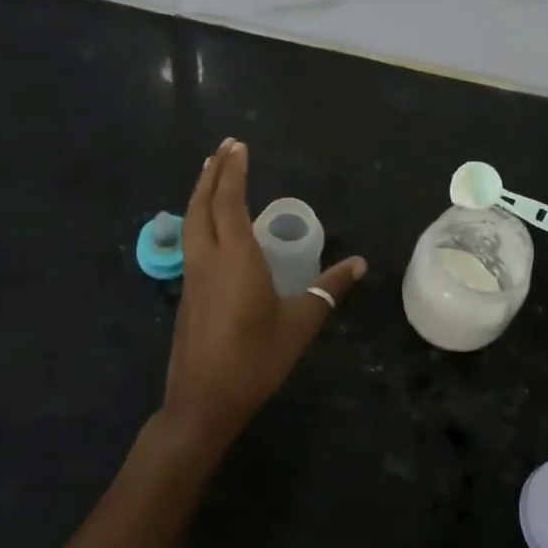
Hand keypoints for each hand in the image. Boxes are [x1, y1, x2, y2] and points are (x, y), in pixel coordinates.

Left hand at [159, 139, 366, 455]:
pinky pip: (191, 240)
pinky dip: (198, 217)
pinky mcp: (187, 293)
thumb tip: (361, 263)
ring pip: (191, 221)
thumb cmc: (256, 358)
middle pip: (203, 204)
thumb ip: (329, 289)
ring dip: (201, 193)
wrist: (203, 401)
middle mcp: (208, 258)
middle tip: (224, 148)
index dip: (233, 171)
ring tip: (211, 173)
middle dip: (213, 172)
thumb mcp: (301, 322)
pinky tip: (208, 224)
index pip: (229, 201)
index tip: (238, 145)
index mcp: (235, 257)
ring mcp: (192, 276)